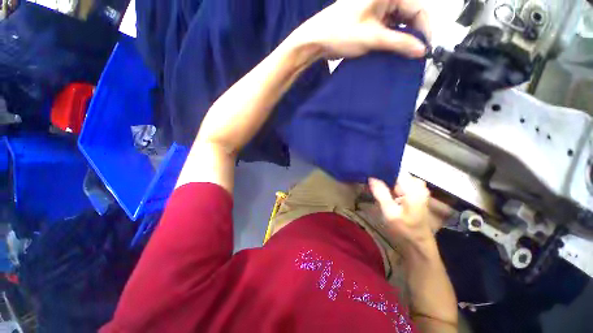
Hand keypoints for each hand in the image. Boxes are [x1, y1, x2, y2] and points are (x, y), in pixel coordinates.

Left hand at [290, 0, 430, 58]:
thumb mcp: (373, 38)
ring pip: (399, 23)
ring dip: (402, 38)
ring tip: (404, 55)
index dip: (424, 29)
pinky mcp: (370, 20)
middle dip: (413, 34)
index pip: (418, 8)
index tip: (425, 49)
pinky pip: (388, 28)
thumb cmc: (341, 33)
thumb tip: (422, 50)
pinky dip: (391, 39)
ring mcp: (377, 9)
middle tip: (415, 55)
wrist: (317, 40)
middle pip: (409, 15)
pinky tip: (393, 51)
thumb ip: (399, 42)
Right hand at [369, 173, 435, 255]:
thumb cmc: (404, 229)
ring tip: (374, 186)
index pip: (395, 170)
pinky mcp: (416, 193)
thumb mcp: (389, 212)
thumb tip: (371, 176)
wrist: (418, 243)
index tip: (369, 172)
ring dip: (386, 181)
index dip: (382, 170)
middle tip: (370, 182)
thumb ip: (381, 193)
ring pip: (397, 178)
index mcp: (414, 188)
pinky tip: (383, 191)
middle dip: (383, 176)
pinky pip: (400, 183)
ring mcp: (418, 188)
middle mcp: (418, 185)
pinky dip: (391, 186)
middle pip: (396, 173)